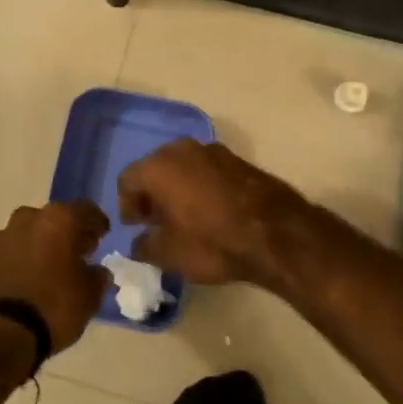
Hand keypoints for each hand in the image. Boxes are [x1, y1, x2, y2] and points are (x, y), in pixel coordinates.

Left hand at [0, 202, 110, 355]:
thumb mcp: (88, 296)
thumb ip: (97, 277)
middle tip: (79, 252)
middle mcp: (29, 218)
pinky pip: (13, 251)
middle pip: (55, 218)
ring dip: (43, 244)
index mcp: (59, 219)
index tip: (103, 236)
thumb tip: (96, 271)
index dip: (97, 223)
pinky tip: (31, 278)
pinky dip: (24, 259)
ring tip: (53, 267)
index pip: (86, 210)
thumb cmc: (53, 307)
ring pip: (31, 232)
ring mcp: (3, 236)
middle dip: (67, 232)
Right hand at [118, 140, 311, 286]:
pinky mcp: (238, 160)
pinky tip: (209, 212)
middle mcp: (182, 149)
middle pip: (155, 168)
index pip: (127, 180)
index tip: (135, 227)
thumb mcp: (168, 254)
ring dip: (177, 189)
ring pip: (183, 167)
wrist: (276, 233)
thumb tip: (139, 242)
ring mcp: (213, 151)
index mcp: (158, 166)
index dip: (126, 205)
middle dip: (151, 194)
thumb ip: (144, 245)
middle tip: (155, 221)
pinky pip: (207, 171)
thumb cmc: (212, 241)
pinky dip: (200, 187)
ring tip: (183, 218)